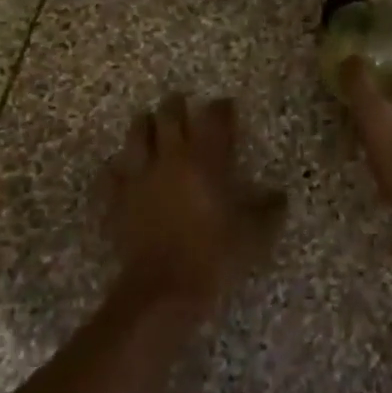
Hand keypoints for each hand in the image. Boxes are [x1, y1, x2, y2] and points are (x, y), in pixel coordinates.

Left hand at [97, 94, 285, 315]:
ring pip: (137, 134)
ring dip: (146, 125)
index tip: (226, 105)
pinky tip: (123, 170)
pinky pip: (111, 172)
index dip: (221, 107)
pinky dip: (118, 166)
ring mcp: (139, 175)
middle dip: (177, 105)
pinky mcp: (116, 198)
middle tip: (183, 104)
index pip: (214, 118)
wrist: (164, 288)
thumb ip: (269, 209)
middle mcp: (171, 158)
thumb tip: (279, 195)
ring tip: (151, 125)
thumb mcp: (254, 234)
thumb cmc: (215, 256)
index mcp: (206, 160)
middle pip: (170, 115)